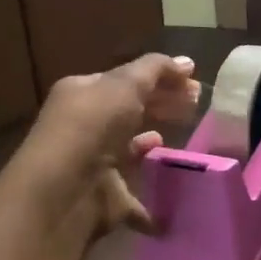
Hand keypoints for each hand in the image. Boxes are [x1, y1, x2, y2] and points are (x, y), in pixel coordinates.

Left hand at [13, 53, 201, 236]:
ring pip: (131, 150)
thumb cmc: (91, 127)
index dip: (160, 78)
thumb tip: (187, 62)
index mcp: (84, 93)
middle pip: (131, 111)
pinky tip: (174, 187)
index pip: (126, 80)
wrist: (63, 192)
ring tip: (184, 139)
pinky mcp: (106, 197)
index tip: (194, 85)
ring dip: (153, 145)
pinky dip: (154, 195)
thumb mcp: (125, 85)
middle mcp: (86, 125)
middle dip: (163, 106)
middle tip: (196, 108)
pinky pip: (136, 194)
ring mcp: (96, 163)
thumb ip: (156, 70)